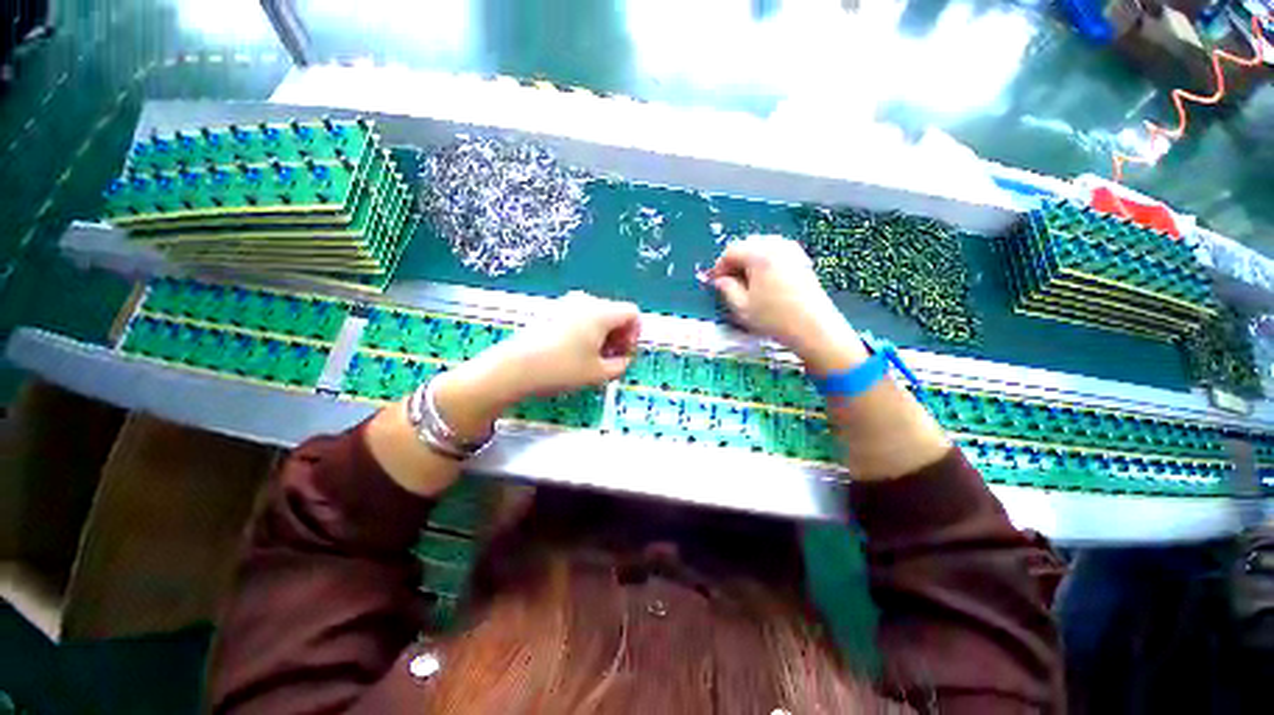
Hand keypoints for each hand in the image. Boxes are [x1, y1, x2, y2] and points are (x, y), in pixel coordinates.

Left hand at [486, 291, 640, 399]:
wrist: (513, 368)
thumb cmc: (561, 369)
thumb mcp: (598, 374)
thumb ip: (621, 365)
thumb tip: (624, 359)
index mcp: (601, 312)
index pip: (632, 312)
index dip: (635, 334)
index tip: (625, 353)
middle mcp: (585, 301)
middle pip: (615, 312)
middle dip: (619, 335)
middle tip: (611, 359)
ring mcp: (566, 304)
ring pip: (597, 315)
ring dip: (603, 335)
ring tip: (593, 358)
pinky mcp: (552, 311)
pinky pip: (580, 317)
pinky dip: (586, 332)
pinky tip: (575, 352)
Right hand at [706, 235, 866, 375]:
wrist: (813, 327)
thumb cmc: (773, 318)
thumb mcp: (741, 307)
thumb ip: (727, 289)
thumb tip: (720, 280)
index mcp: (758, 254)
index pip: (731, 251)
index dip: (719, 266)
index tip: (714, 282)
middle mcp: (776, 245)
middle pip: (747, 245)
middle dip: (734, 261)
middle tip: (727, 281)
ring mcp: (792, 250)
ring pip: (762, 246)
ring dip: (749, 260)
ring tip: (745, 281)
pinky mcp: (801, 258)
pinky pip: (776, 252)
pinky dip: (764, 261)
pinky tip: (763, 280)